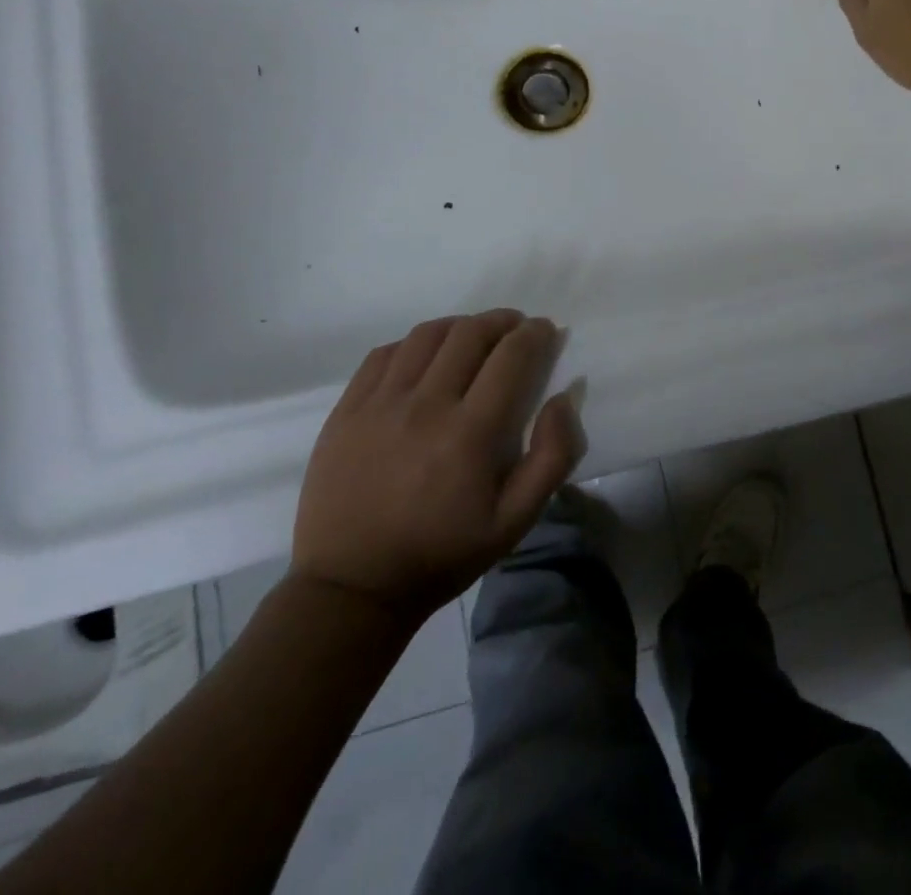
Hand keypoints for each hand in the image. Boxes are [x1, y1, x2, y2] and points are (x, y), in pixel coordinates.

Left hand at [291, 309, 580, 627]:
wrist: (352, 588)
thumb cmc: (443, 553)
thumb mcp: (515, 521)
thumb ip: (553, 456)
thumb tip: (564, 399)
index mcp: (470, 432)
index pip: (512, 355)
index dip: (535, 334)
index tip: (545, 330)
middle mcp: (425, 406)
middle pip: (470, 333)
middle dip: (502, 321)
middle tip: (516, 329)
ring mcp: (379, 404)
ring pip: (427, 335)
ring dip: (460, 326)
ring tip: (473, 337)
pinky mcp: (347, 410)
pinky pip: (384, 354)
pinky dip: (414, 344)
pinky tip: (425, 358)